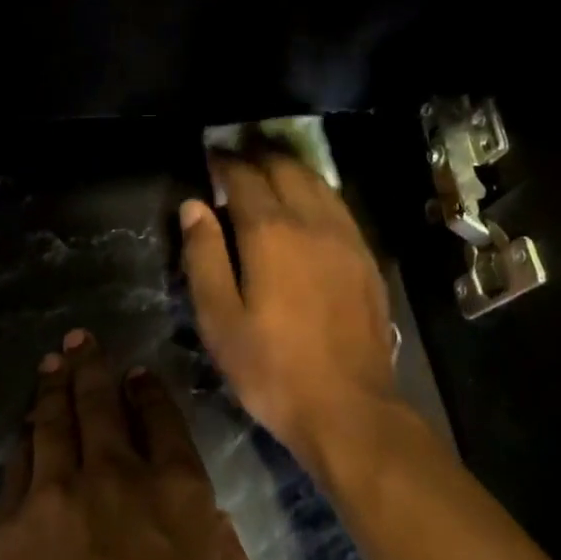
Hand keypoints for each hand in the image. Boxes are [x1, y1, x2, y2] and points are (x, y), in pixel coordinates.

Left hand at [0, 331, 250, 559]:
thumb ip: (226, 558)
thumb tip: (211, 520)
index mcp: (180, 497)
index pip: (163, 420)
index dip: (150, 391)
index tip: (140, 374)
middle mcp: (118, 478)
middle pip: (102, 404)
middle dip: (95, 367)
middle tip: (85, 341)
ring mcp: (57, 495)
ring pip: (54, 421)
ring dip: (55, 385)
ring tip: (54, 360)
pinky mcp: (10, 524)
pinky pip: (19, 462)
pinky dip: (25, 435)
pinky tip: (27, 421)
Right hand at [180, 152, 401, 473]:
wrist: (348, 406)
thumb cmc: (271, 368)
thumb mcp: (219, 319)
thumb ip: (204, 256)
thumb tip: (193, 206)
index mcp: (270, 233)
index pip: (244, 178)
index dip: (224, 162)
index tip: (210, 155)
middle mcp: (312, 222)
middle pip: (286, 169)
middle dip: (259, 155)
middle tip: (239, 153)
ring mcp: (347, 238)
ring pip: (318, 183)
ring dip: (291, 167)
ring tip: (271, 165)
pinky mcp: (367, 258)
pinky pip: (339, 206)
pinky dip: (318, 191)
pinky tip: (310, 202)